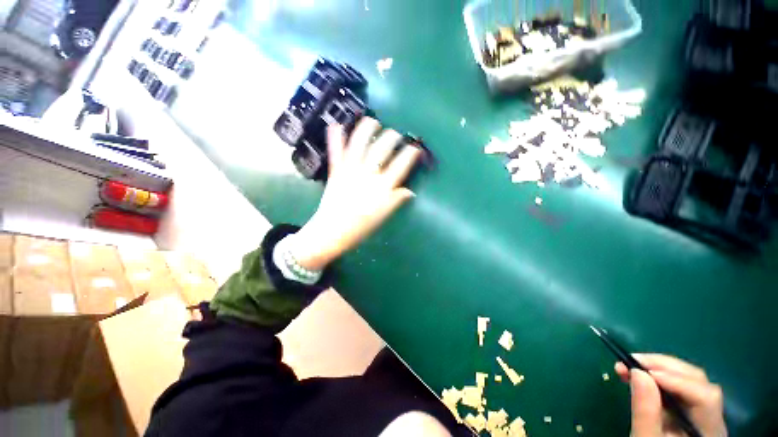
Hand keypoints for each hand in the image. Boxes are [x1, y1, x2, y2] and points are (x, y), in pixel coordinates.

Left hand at [292, 117, 421, 270]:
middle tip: (396, 135)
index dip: (411, 153)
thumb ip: (396, 200)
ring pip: (359, 142)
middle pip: (383, 147)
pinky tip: (336, 124)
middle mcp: (368, 174)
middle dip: (392, 136)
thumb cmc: (361, 227)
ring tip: (373, 122)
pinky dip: (335, 136)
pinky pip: (335, 150)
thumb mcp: (383, 216)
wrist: (332, 231)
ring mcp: (350, 169)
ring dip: (367, 128)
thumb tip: (410, 190)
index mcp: (382, 187)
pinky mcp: (336, 170)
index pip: (402, 164)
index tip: (415, 148)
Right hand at [616, 354, 726, 436]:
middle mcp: (713, 418)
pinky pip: (679, 385)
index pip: (703, 396)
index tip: (639, 369)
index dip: (675, 379)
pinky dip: (658, 375)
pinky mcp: (689, 408)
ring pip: (688, 379)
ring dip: (658, 367)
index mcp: (709, 431)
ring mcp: (703, 412)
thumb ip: (645, 411)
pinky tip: (640, 374)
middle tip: (630, 360)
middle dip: (663, 366)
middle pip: (697, 381)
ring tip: (629, 365)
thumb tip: (637, 372)